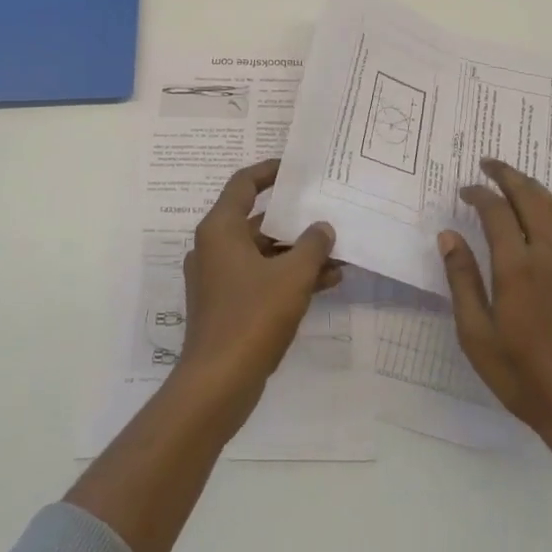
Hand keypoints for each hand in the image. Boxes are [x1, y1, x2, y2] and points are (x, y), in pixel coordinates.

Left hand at [176, 159, 339, 425]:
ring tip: (338, 252)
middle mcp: (214, 248)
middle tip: (326, 210)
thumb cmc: (253, 316)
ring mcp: (218, 279)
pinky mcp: (226, 305)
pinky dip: (288, 276)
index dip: (269, 171)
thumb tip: (322, 227)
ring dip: (297, 252)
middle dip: (295, 220)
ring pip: (263, 253)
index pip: (244, 184)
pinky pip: (261, 278)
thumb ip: (312, 245)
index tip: (295, 167)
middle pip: (257, 221)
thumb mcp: (292, 276)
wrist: (218, 383)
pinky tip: (327, 282)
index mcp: (220, 229)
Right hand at [439, 159, 551, 464]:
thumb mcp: (477, 335)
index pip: (497, 212)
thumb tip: (448, 235)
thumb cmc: (522, 376)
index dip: (479, 194)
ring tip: (513, 177)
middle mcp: (548, 255)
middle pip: (530, 198)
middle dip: (507, 176)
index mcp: (517, 268)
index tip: (463, 190)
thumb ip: (463, 280)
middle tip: (487, 164)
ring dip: (533, 186)